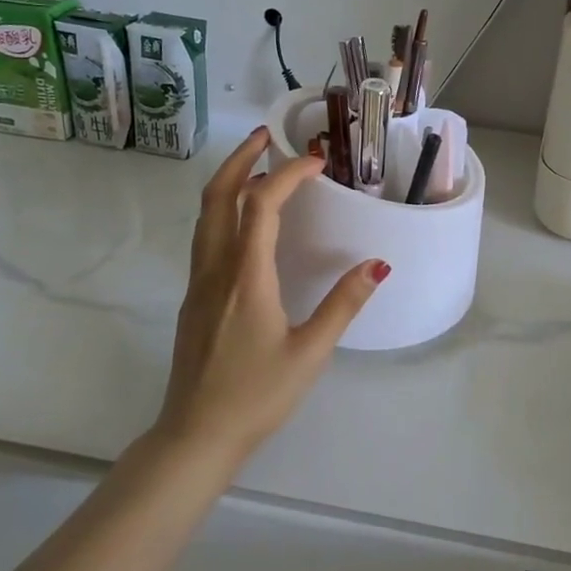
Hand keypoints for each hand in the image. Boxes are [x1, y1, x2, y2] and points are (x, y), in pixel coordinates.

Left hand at [156, 128, 388, 463]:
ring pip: (205, 215)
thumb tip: (377, 263)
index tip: (316, 163)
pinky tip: (244, 221)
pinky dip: (223, 209)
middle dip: (240, 159)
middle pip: (217, 196)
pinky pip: (205, 237)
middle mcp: (216, 269)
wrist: (195, 435)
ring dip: (227, 181)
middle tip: (266, 136)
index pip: (261, 204)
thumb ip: (343, 304)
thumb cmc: (256, 395)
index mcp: (245, 277)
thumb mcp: (310, 352)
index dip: (287, 175)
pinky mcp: (194, 298)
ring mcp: (198, 283)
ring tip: (255, 166)